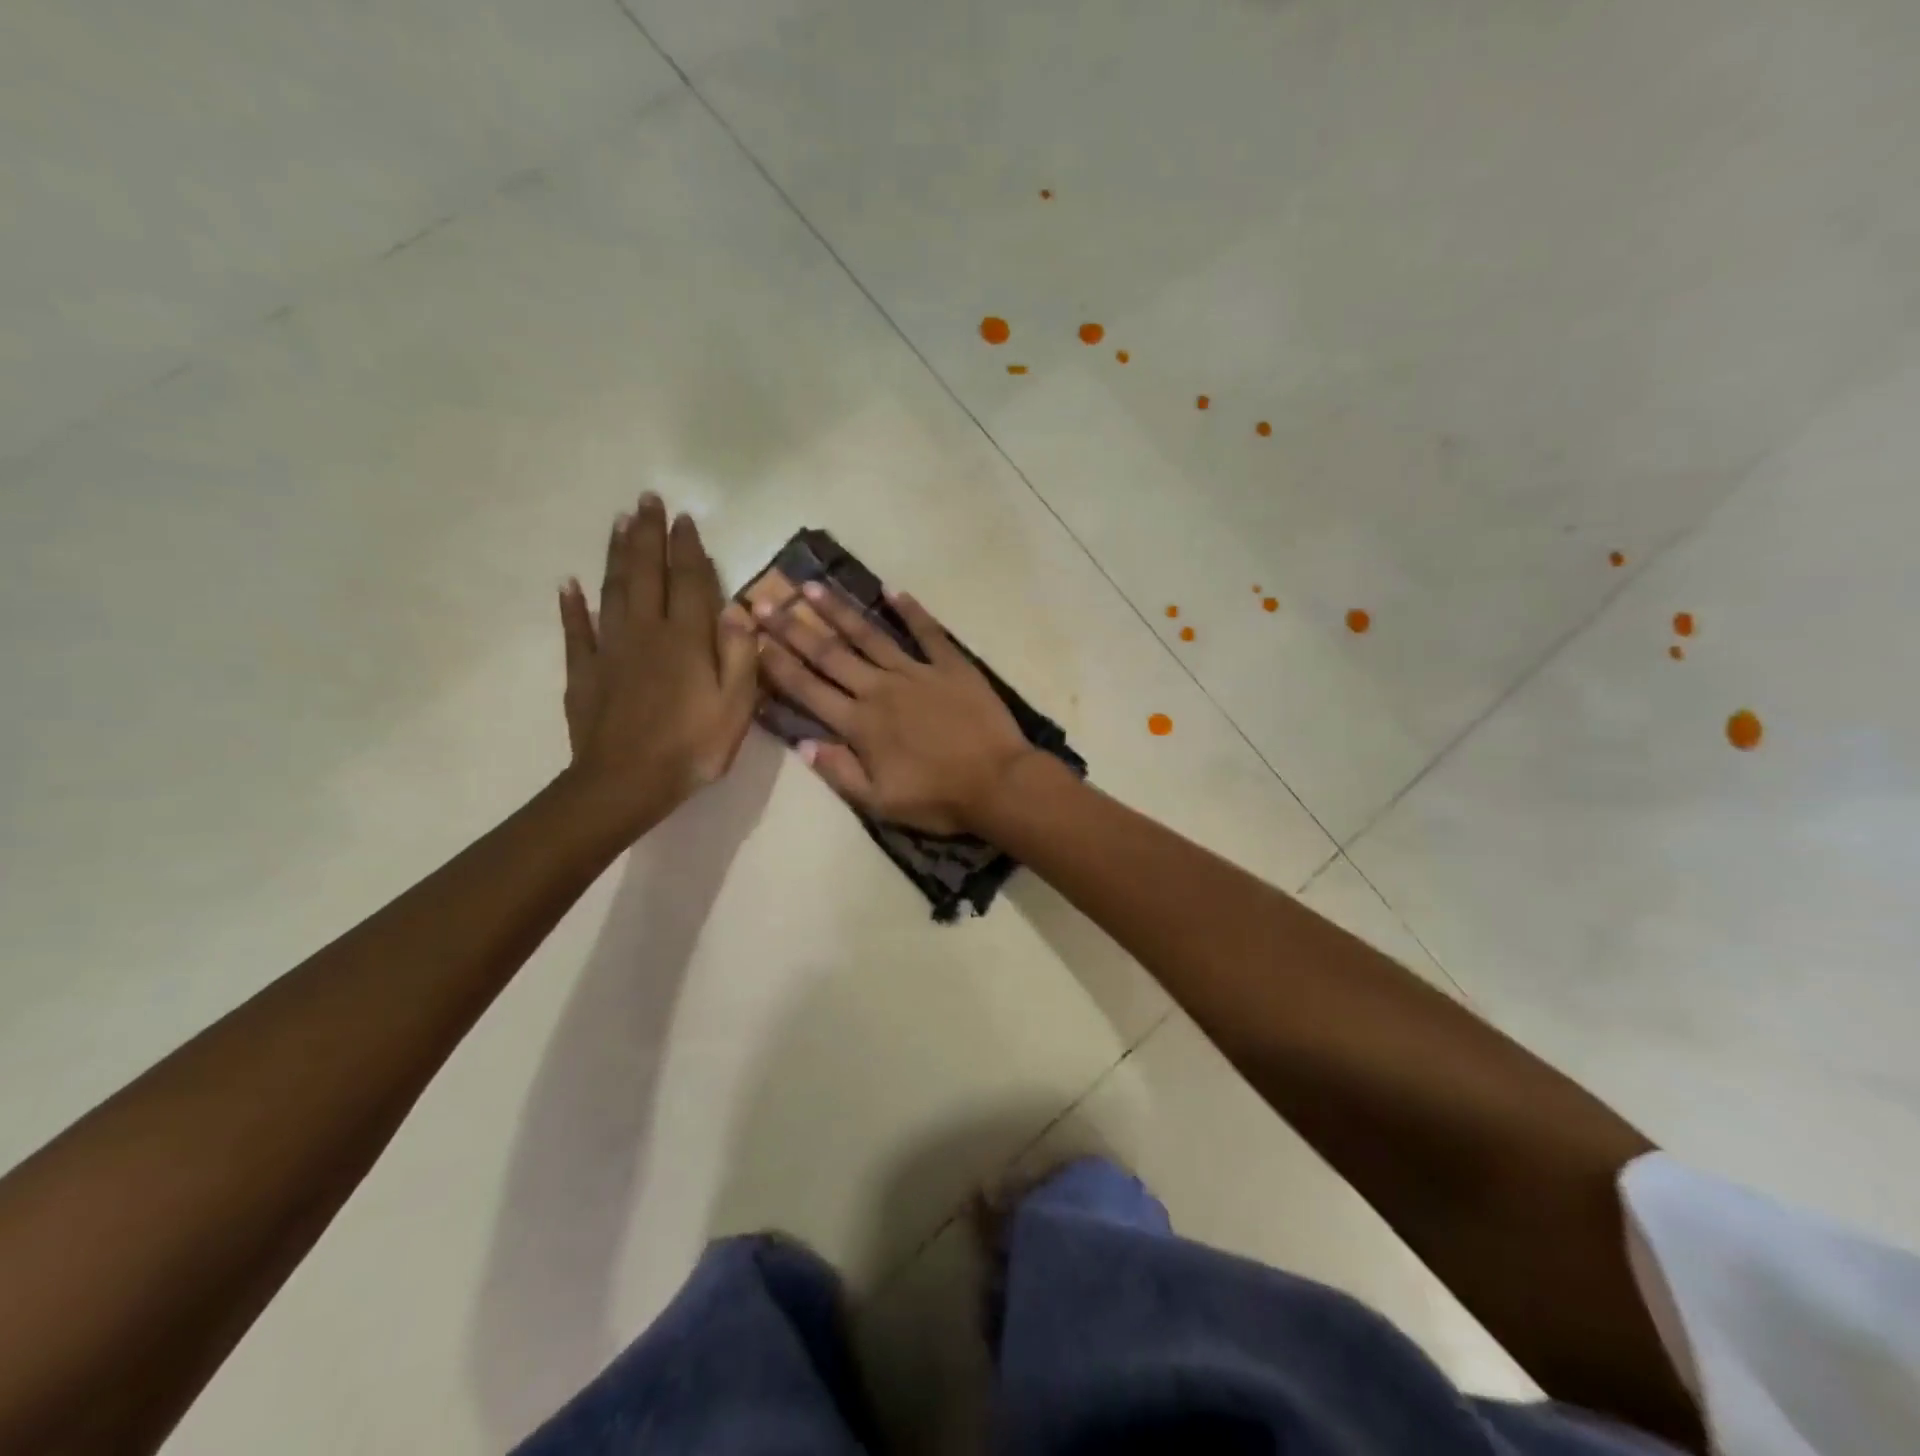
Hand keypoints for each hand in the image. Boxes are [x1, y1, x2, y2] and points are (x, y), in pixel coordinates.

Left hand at [558, 494, 756, 833]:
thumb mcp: (737, 706)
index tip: (685, 518)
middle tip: (647, 500)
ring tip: (620, 522)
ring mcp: (610, 650)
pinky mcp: (585, 672)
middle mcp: (647, 632)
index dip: (689, 548)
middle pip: (647, 573)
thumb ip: (740, 655)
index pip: (690, 581)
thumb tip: (738, 609)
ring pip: (613, 590)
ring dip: (617, 554)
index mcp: (687, 639)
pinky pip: (576, 631)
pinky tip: (569, 584)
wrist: (626, 783)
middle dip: (648, 535)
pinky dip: (572, 605)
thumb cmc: (693, 747)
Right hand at [754, 581, 1036, 834]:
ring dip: (840, 612)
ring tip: (814, 587)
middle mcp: (880, 689)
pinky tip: (892, 591)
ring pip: (870, 636)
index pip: (808, 689)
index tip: (753, 639)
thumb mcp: (880, 802)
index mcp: (860, 724)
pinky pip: (928, 632)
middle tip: (766, 602)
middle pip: (830, 655)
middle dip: (794, 629)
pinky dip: (911, 611)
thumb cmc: (938, 799)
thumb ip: (839, 771)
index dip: (777, 665)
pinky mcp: (951, 666)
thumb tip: (802, 744)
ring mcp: (917, 673)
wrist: (999, 783)